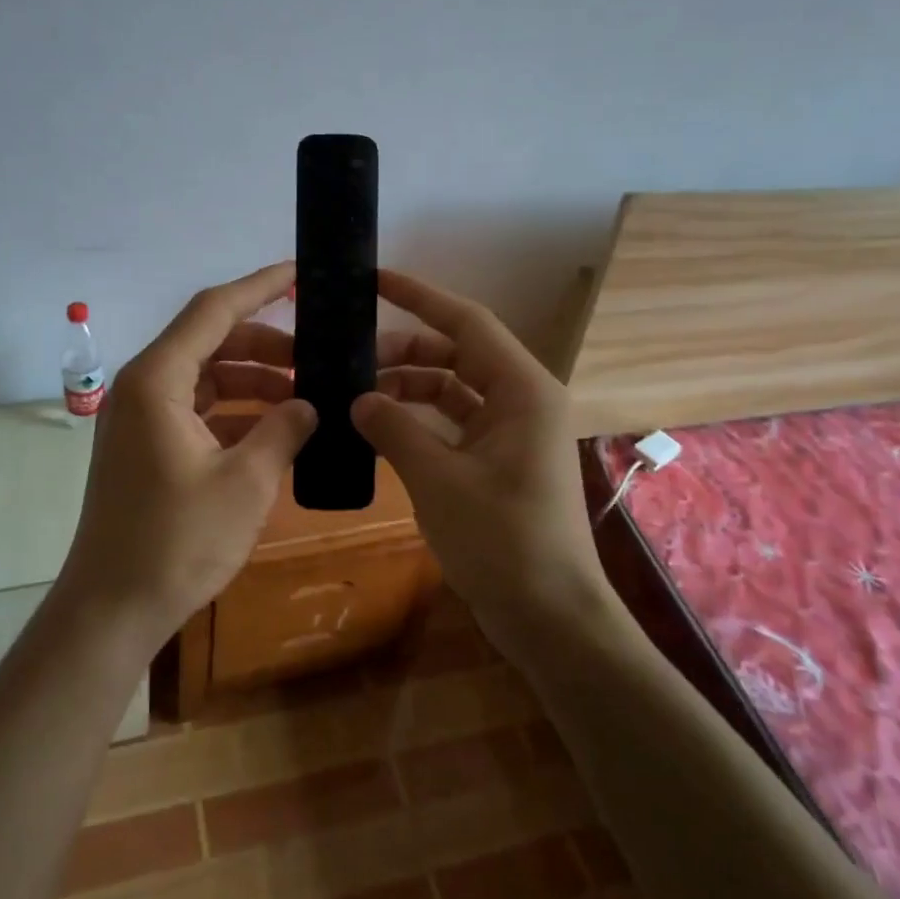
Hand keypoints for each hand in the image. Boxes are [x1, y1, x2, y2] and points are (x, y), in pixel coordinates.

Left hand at [62, 261, 316, 644]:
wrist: (112, 610)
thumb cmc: (177, 542)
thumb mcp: (246, 483)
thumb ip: (283, 430)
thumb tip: (308, 404)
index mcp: (158, 381)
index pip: (214, 310)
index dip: (260, 287)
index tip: (300, 272)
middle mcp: (143, 387)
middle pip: (210, 341)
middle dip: (266, 344)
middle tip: (318, 355)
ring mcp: (140, 418)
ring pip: (206, 376)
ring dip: (253, 380)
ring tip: (305, 396)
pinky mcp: (145, 446)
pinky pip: (197, 408)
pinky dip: (234, 410)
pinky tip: (274, 428)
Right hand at [352, 269, 605, 625]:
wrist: (550, 617)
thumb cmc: (502, 540)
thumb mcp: (438, 479)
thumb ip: (394, 429)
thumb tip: (357, 399)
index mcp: (522, 389)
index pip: (466, 322)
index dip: (420, 297)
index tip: (375, 281)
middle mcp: (521, 400)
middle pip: (456, 355)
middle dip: (403, 353)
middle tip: (349, 361)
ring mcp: (512, 433)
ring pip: (453, 391)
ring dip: (408, 391)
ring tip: (355, 400)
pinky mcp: (500, 462)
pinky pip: (454, 425)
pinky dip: (420, 423)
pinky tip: (379, 432)